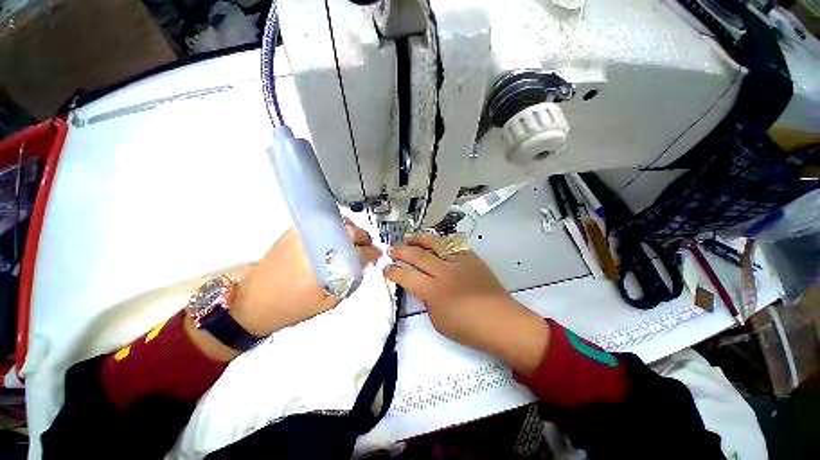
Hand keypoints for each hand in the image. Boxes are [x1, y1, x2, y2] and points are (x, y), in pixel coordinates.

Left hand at [230, 223, 380, 336]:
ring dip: (351, 231)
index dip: (371, 253)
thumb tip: (361, 267)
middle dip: (363, 238)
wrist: (252, 302)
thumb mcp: (328, 302)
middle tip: (367, 246)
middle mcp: (316, 246)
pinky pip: (322, 224)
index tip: (377, 255)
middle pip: (349, 232)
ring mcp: (304, 236)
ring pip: (337, 224)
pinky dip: (335, 227)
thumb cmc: (292, 307)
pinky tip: (337, 237)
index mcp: (324, 266)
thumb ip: (349, 283)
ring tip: (354, 241)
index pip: (357, 253)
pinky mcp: (294, 233)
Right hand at [384, 234, 548, 373]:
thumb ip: (428, 300)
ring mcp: (459, 262)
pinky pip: (452, 245)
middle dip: (401, 251)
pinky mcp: (471, 258)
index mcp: (435, 291)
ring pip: (435, 244)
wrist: (501, 321)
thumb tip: (424, 286)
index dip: (394, 272)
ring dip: (418, 239)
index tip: (386, 268)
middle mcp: (445, 272)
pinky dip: (439, 242)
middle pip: (418, 256)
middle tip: (391, 249)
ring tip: (408, 236)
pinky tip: (433, 241)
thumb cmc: (469, 328)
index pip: (407, 277)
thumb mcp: (438, 321)